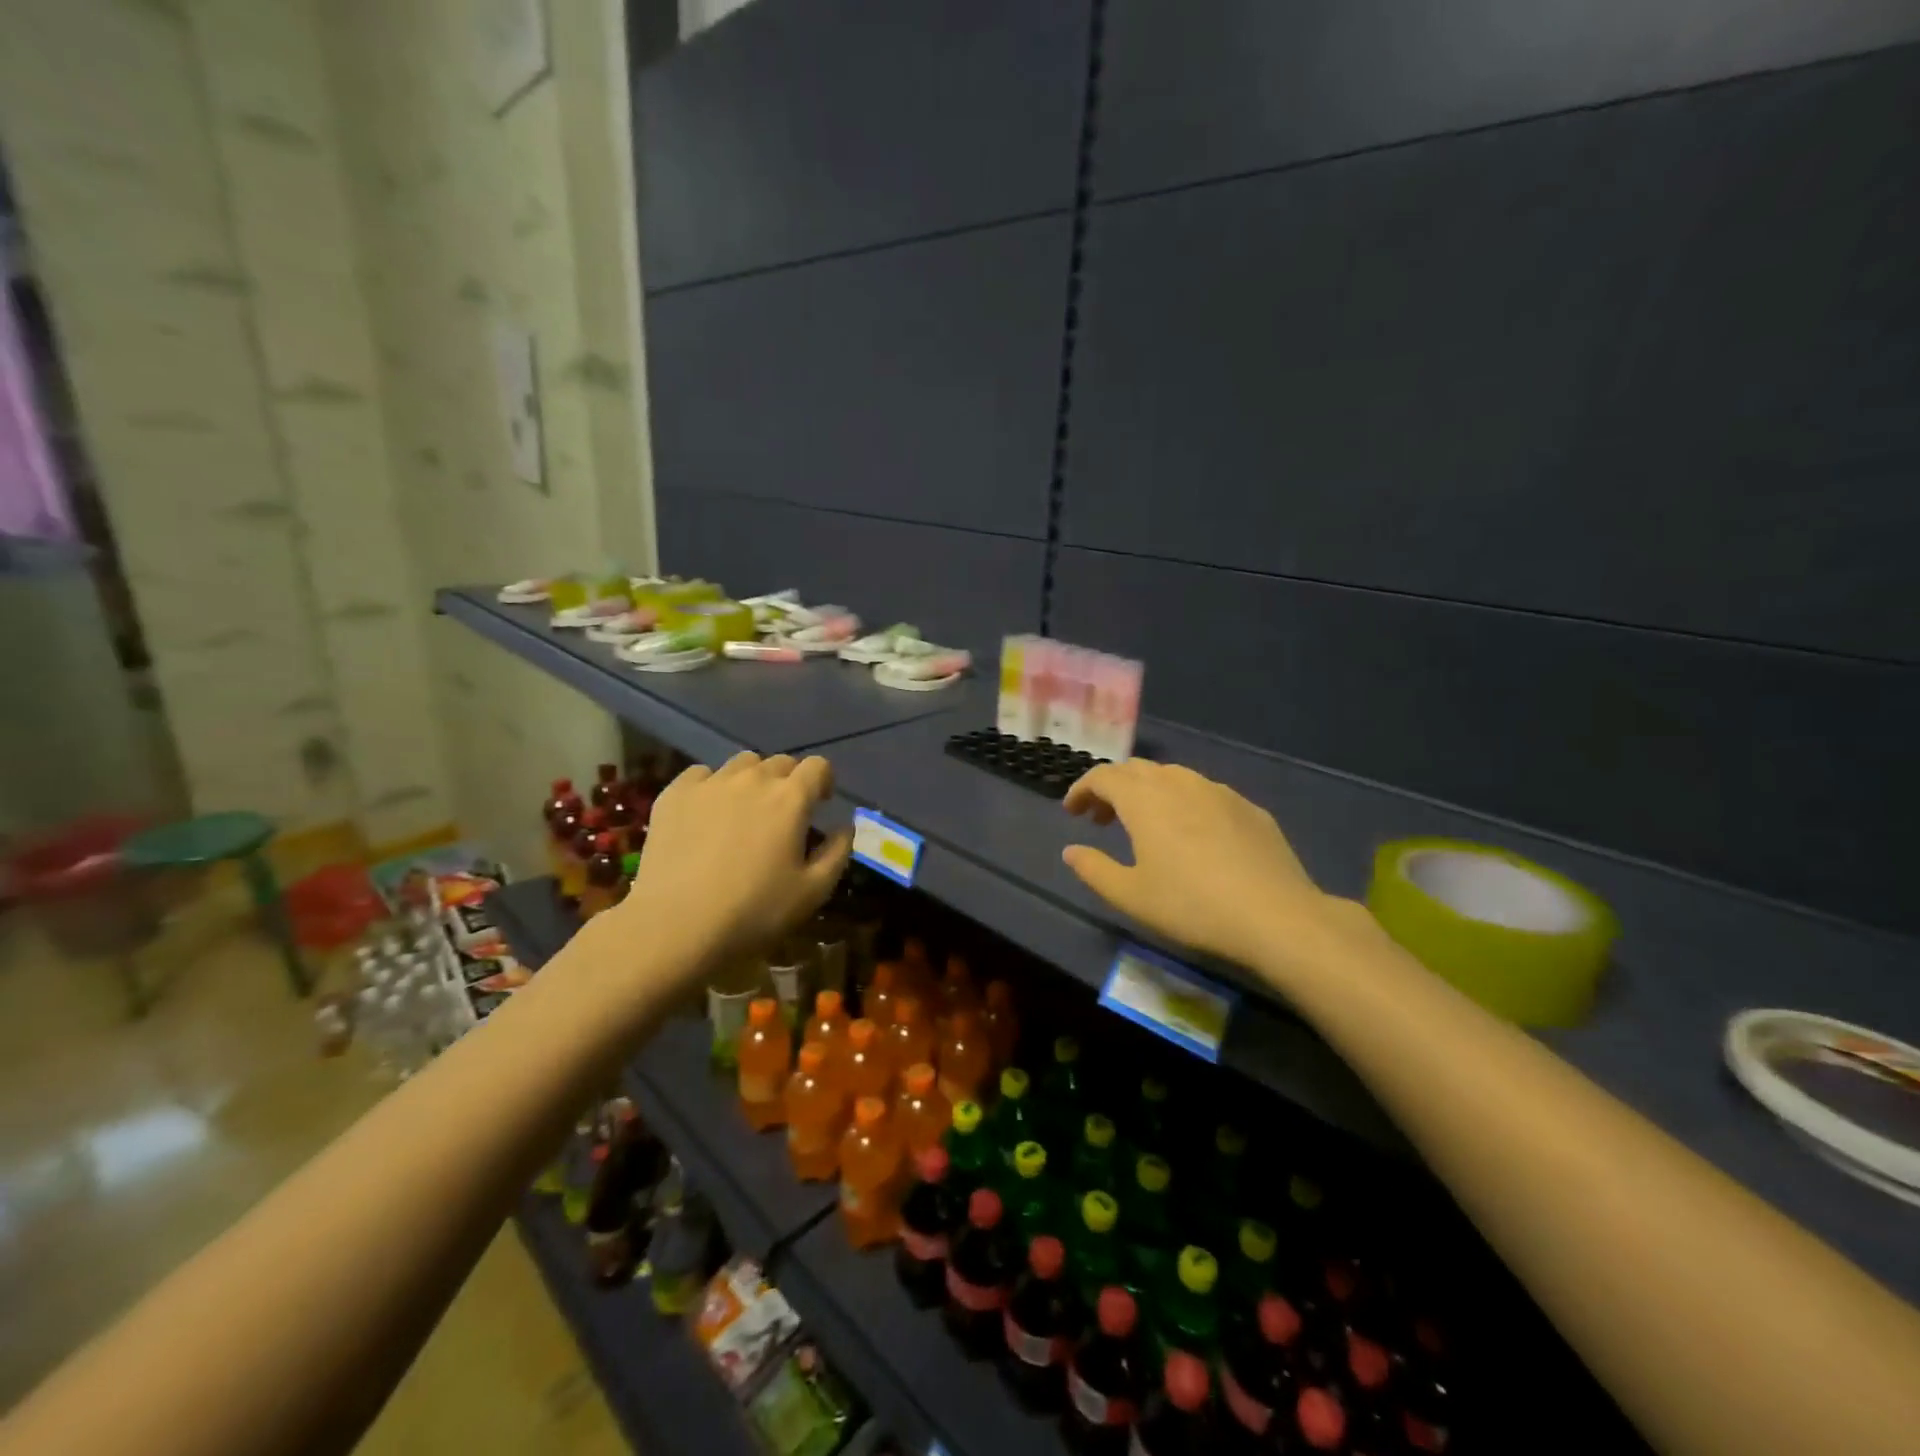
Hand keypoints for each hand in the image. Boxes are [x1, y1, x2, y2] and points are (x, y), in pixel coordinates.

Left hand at [611, 752, 851, 976]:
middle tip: (783, 814)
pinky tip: (707, 813)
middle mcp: (753, 779)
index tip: (820, 803)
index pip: (818, 766)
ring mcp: (710, 783)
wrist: (675, 926)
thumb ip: (837, 852)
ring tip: (745, 810)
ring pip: (742, 764)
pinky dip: (712, 786)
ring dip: (752, 779)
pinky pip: (701, 774)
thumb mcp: (813, 892)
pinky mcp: (674, 794)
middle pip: (780, 762)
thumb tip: (845, 826)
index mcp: (790, 799)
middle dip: (789, 781)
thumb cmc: (753, 912)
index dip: (824, 781)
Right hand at [1061, 759, 1354, 974]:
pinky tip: (1192, 834)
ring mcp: (1218, 791)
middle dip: (1112, 788)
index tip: (1072, 811)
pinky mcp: (1248, 807)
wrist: (1275, 915)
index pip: (1103, 776)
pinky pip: (1204, 793)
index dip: (1082, 789)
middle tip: (1101, 818)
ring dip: (1148, 792)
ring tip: (1144, 824)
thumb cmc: (1191, 905)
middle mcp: (1179, 783)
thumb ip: (1094, 869)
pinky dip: (1183, 802)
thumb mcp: (1131, 896)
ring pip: (1172, 777)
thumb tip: (1071, 851)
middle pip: (1136, 770)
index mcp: (1144, 800)